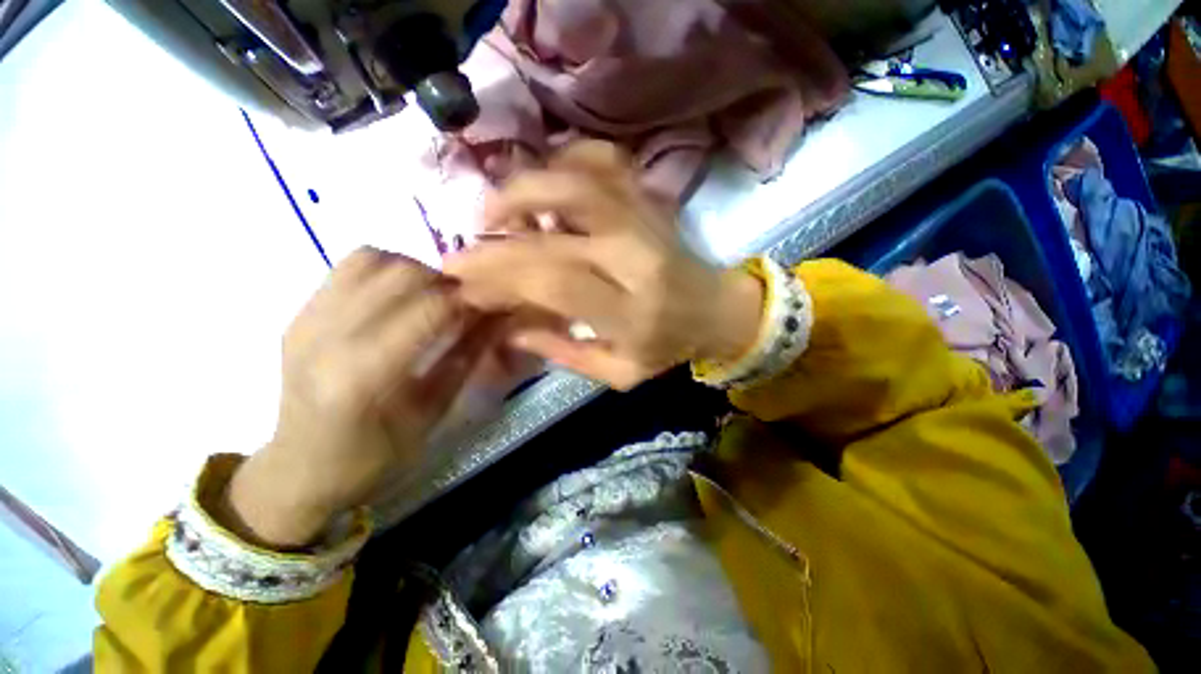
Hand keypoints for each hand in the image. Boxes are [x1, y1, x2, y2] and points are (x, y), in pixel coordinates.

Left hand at [222, 248, 495, 548]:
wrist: (303, 470)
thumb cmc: (376, 454)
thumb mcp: (433, 412)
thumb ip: (466, 358)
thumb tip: (497, 317)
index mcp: (365, 373)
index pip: (430, 308)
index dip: (468, 300)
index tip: (488, 307)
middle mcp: (328, 336)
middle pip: (400, 274)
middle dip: (444, 282)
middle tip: (462, 302)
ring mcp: (307, 320)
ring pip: (370, 259)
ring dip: (412, 270)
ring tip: (429, 295)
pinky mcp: (298, 314)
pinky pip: (347, 269)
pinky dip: (382, 270)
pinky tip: (397, 297)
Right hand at [444, 141, 763, 390]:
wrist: (717, 310)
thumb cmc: (668, 347)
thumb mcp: (619, 372)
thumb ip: (565, 352)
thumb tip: (510, 329)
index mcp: (631, 311)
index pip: (553, 282)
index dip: (500, 278)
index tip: (464, 284)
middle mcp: (635, 257)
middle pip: (552, 235)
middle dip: (495, 242)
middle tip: (462, 252)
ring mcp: (644, 218)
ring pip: (574, 182)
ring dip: (522, 190)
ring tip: (493, 213)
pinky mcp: (649, 197)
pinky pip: (604, 160)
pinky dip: (566, 158)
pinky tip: (546, 181)